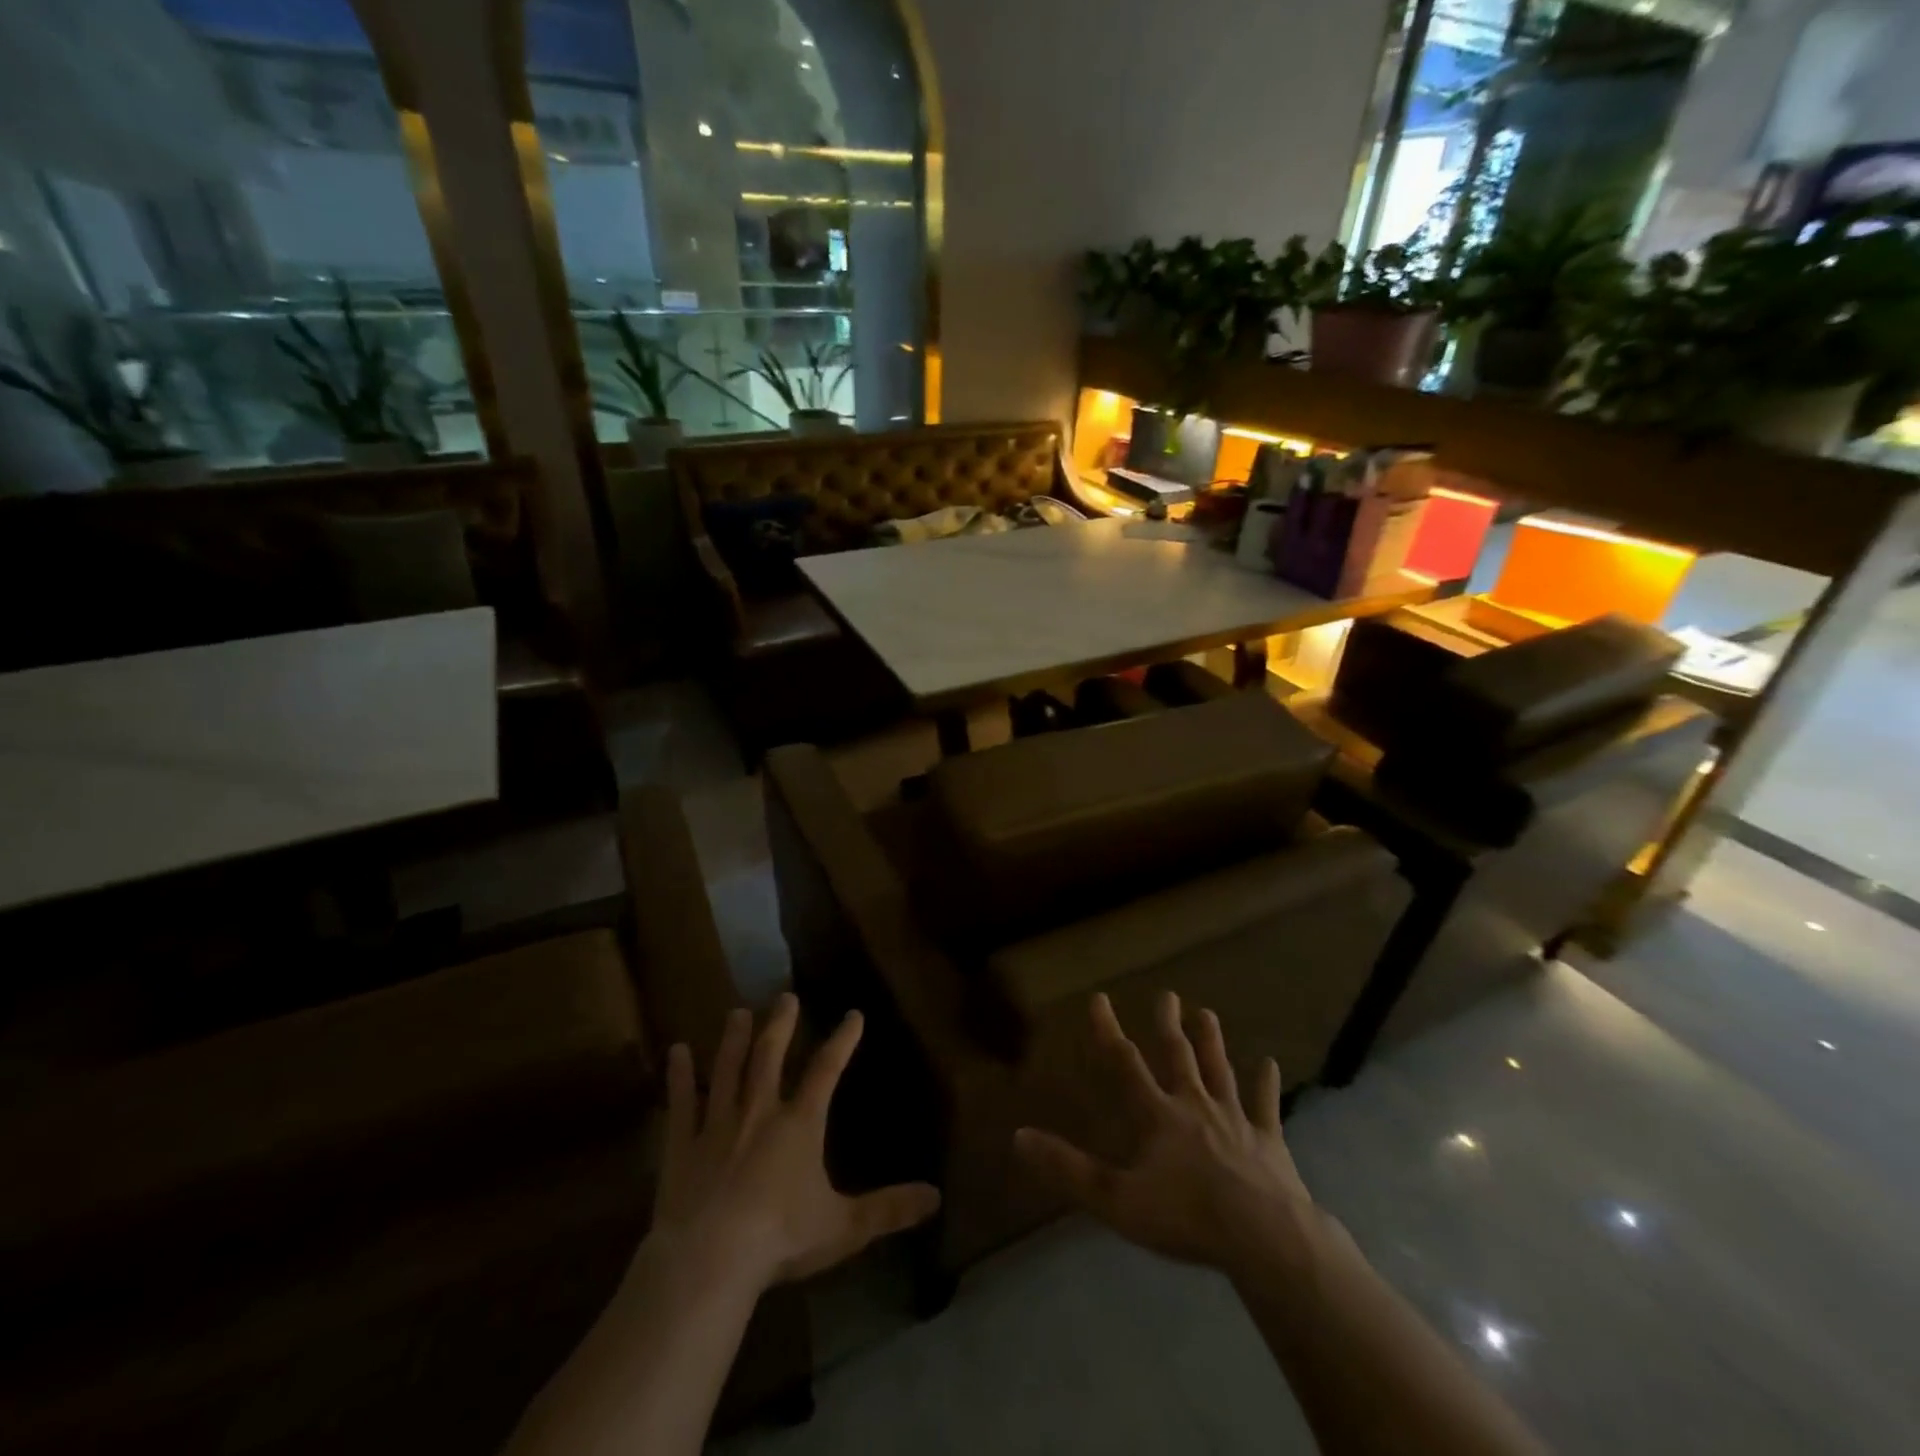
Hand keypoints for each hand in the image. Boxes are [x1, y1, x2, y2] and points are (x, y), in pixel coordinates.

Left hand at [651, 993, 940, 1290]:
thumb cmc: (780, 1239)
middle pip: (770, 1056)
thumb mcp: (844, 1227)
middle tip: (785, 996)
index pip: (826, 1070)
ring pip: (727, 1070)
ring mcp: (717, 1125)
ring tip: (737, 1012)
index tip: (853, 1014)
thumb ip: (889, 1209)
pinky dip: (679, 1076)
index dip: (842, 1040)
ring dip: (733, 1040)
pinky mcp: (681, 1146)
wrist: (709, 1261)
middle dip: (780, 1025)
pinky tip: (676, 1050)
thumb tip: (937, 1197)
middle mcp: (759, 1112)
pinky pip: (681, 1103)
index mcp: (799, 1124)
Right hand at [1014, 991, 1317, 1276]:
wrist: (1264, 1237)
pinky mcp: (1268, 1141)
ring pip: (1220, 1071)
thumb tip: (1018, 1137)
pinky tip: (1270, 1063)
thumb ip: (1068, 1169)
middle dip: (1169, 1025)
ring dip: (1212, 1042)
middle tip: (1167, 994)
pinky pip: (1265, 1105)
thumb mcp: (1116, 1199)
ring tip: (1207, 1013)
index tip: (1099, 998)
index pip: (1126, 1064)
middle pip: (1179, 1057)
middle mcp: (1195, 1105)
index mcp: (1158, 1116)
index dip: (1109, 1031)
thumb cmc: (1187, 1217)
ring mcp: (1235, 1119)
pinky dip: (1265, 1084)